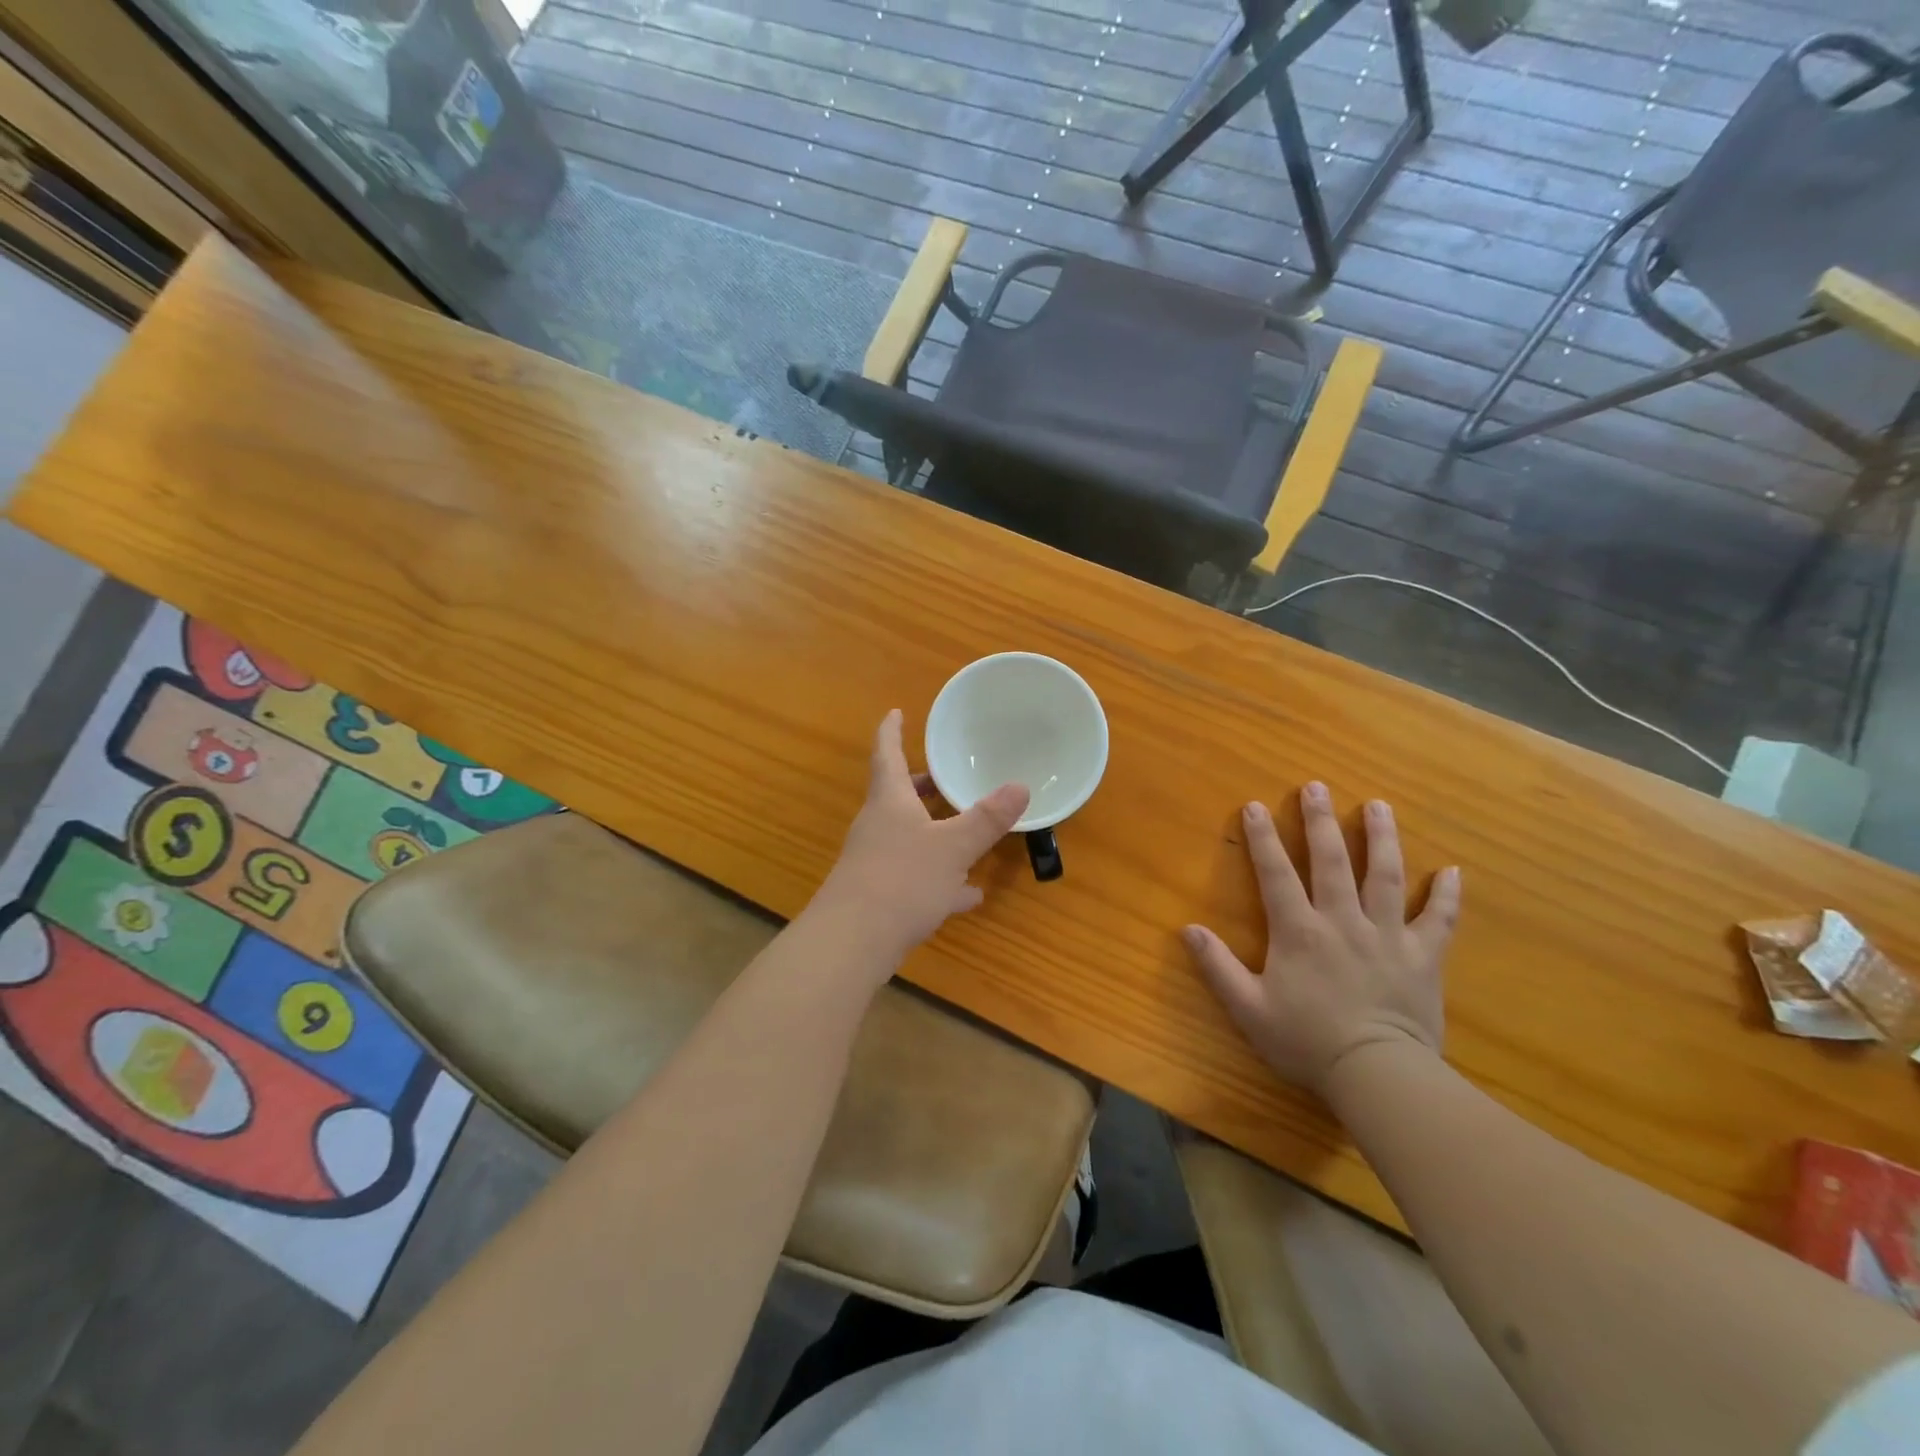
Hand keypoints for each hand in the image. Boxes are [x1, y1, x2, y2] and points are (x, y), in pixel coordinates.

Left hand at [812, 710, 1029, 968]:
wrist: (852, 942)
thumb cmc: (902, 880)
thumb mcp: (953, 847)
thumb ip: (986, 819)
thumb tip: (1020, 786)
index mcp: (890, 801)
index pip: (887, 754)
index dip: (892, 731)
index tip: (895, 711)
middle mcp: (878, 825)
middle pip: (899, 796)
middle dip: (923, 786)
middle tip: (946, 778)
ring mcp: (875, 861)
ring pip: (909, 836)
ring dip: (936, 832)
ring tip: (968, 833)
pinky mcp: (879, 895)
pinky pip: (915, 877)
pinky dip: (941, 879)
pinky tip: (968, 895)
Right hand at [1182, 783, 1460, 1095]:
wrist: (1378, 1075)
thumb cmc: (1307, 1042)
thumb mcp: (1249, 1008)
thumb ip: (1218, 967)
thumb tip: (1188, 929)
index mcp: (1300, 931)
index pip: (1277, 874)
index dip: (1263, 839)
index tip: (1254, 806)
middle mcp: (1343, 921)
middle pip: (1333, 861)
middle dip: (1322, 821)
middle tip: (1317, 786)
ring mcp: (1388, 936)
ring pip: (1386, 877)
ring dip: (1382, 839)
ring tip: (1379, 806)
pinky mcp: (1423, 957)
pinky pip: (1440, 920)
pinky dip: (1448, 896)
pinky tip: (1454, 871)